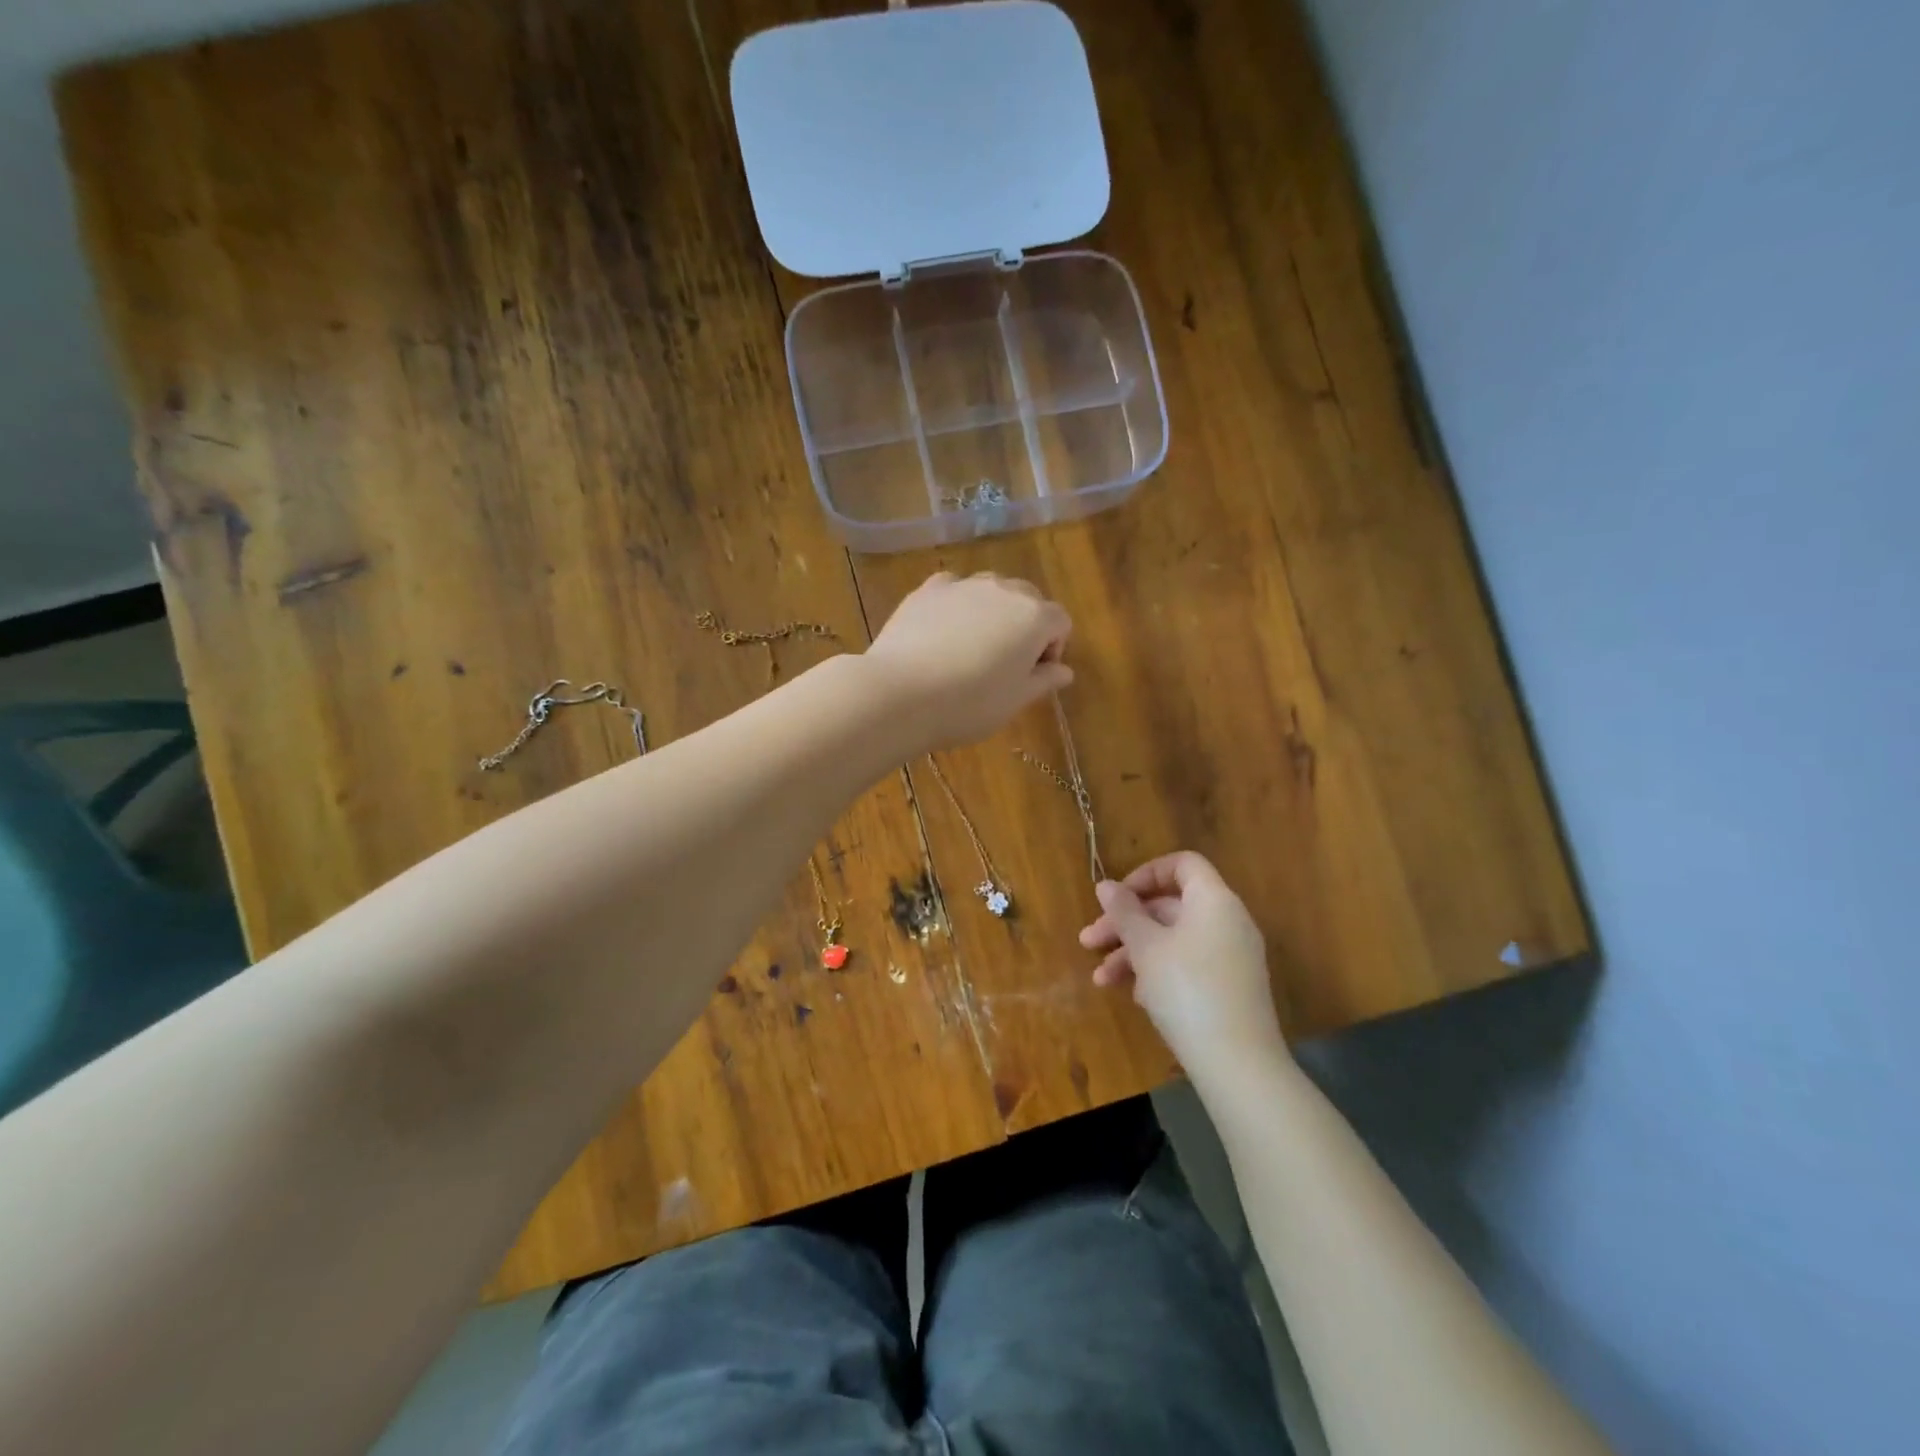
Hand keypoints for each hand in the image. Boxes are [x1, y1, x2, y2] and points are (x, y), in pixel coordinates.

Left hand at [863, 572, 1073, 749]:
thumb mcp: (1014, 701)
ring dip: (992, 612)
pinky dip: (957, 606)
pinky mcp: (927, 590)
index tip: (1034, 675)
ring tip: (972, 647)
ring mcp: (962, 585)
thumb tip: (1064, 670)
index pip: (1060, 622)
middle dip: (1025, 625)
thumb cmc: (968, 704)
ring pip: (990, 590)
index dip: (1053, 648)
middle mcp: (1003, 590)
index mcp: (1034, 617)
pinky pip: (953, 590)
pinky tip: (942, 634)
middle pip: (1028, 599)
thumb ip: (1044, 680)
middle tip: (1006, 663)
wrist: (900, 693)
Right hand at [1079, 851, 1286, 1074]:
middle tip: (1088, 943)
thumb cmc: (1186, 990)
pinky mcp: (1230, 988)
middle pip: (1170, 906)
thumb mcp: (1146, 947)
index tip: (1115, 898)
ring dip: (1133, 953)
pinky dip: (1158, 972)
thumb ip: (1124, 912)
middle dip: (1125, 923)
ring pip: (1173, 940)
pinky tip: (1136, 997)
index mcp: (1214, 900)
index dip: (1145, 874)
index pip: (1182, 865)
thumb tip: (1105, 886)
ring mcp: (1232, 957)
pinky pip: (1188, 965)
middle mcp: (1228, 922)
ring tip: (1101, 980)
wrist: (1238, 1064)